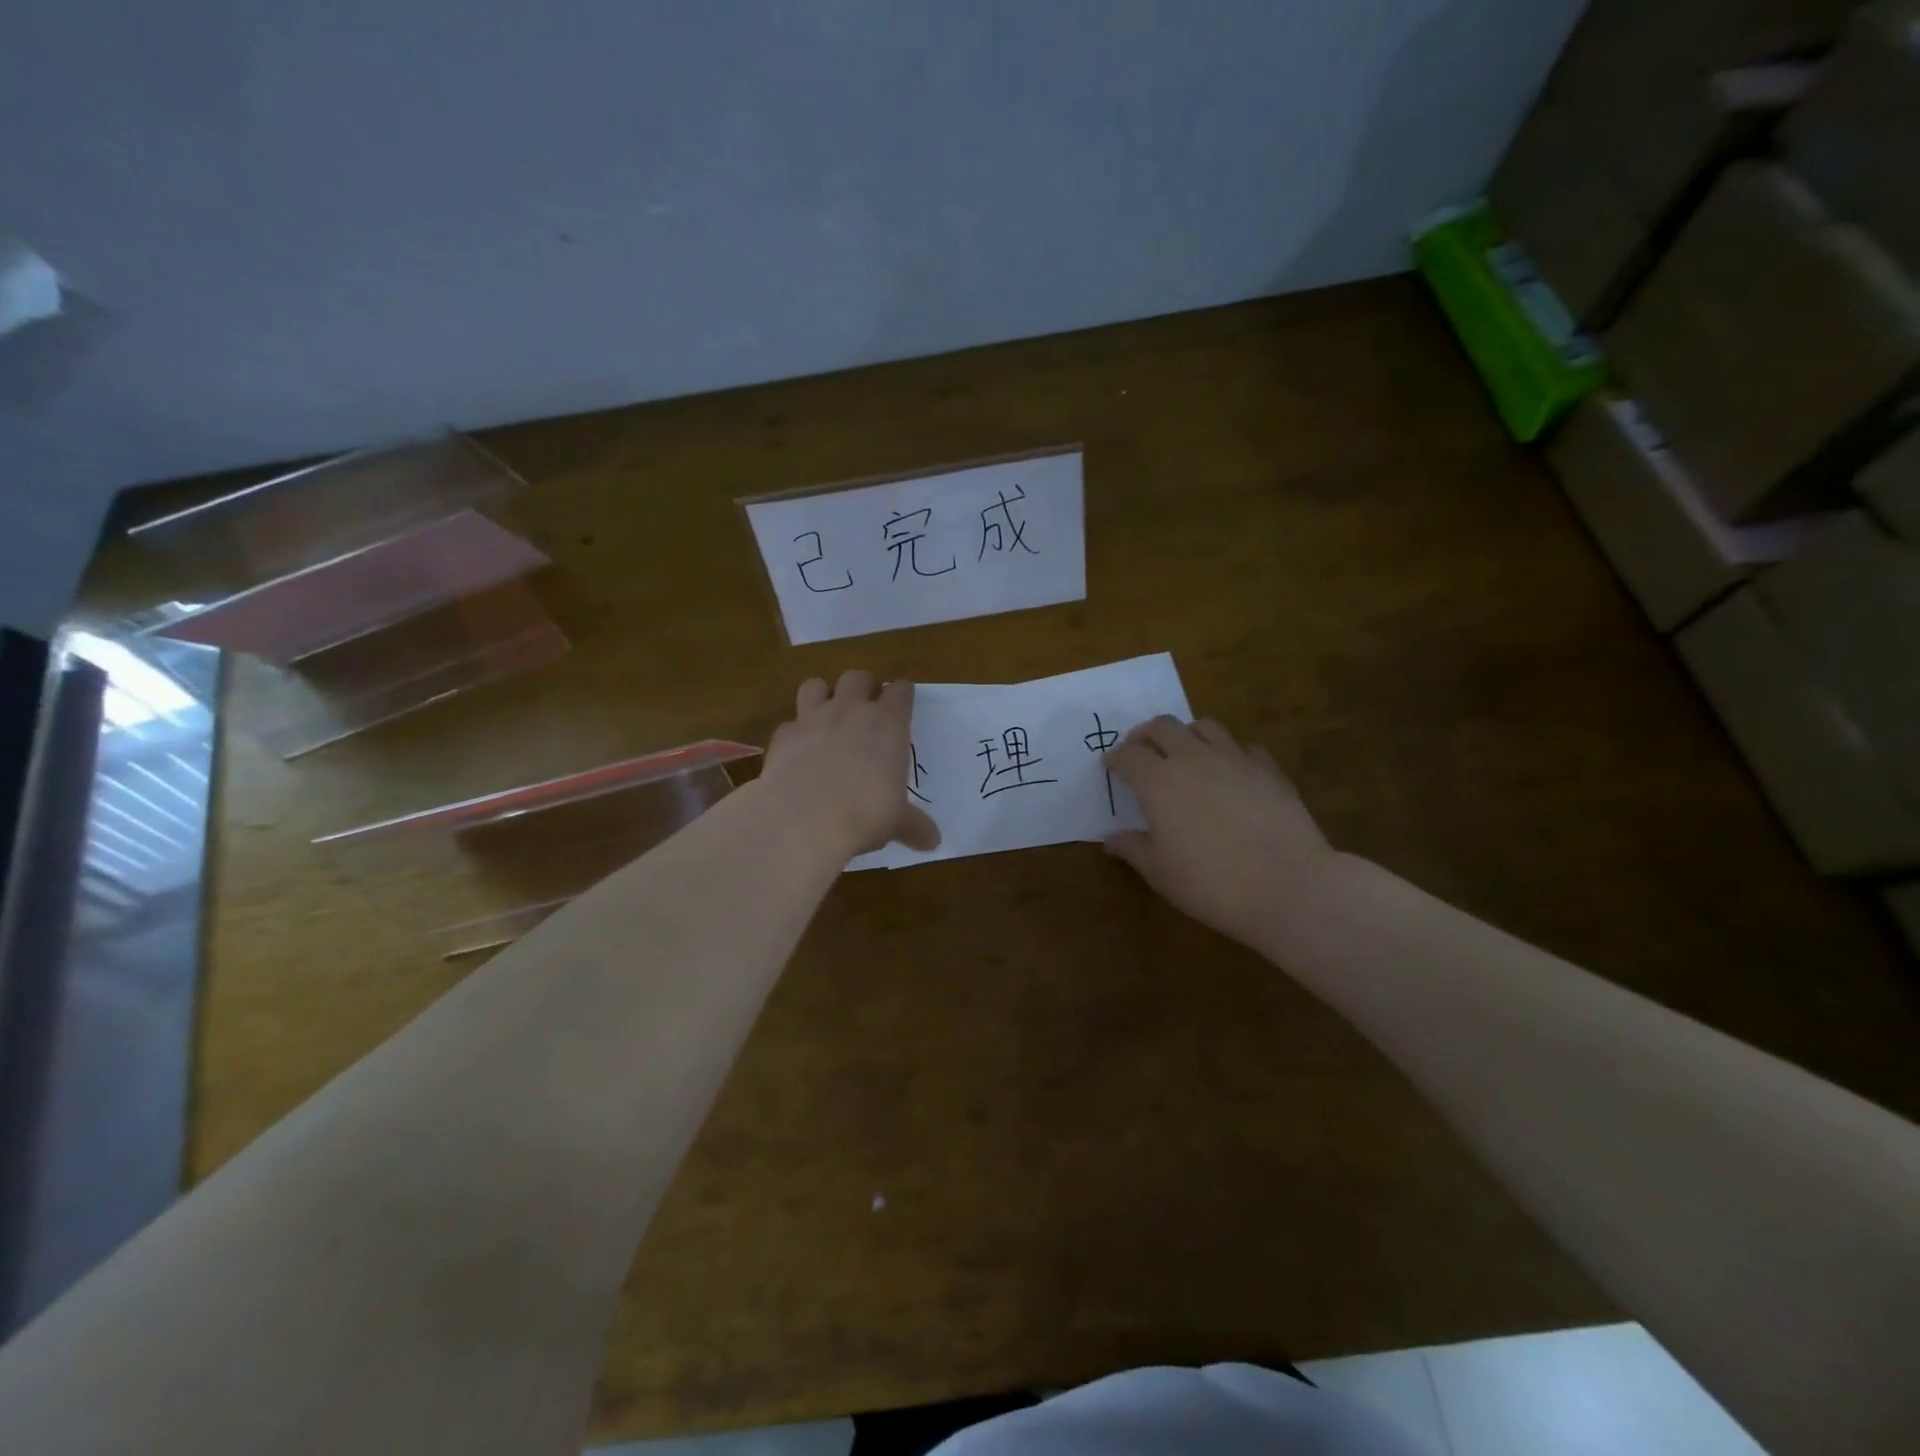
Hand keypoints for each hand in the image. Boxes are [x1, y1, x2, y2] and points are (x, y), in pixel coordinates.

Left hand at [762, 670, 939, 858]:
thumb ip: (914, 826)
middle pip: (858, 677)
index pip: (900, 691)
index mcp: (888, 724)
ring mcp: (813, 719)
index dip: (901, 693)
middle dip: (863, 687)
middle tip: (866, 707)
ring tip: (827, 716)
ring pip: (816, 685)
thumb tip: (934, 842)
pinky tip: (798, 751)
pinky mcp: (782, 736)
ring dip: (823, 695)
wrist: (804, 818)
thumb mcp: (896, 822)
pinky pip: (789, 723)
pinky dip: (795, 733)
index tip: (903, 700)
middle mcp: (850, 711)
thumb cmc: (865, 813)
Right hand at [1104, 715, 1341, 949]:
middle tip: (1140, 750)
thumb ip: (1132, 848)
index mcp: (1158, 782)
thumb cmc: (1210, 883)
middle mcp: (1193, 759)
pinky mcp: (1269, 769)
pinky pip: (1244, 747)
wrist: (1288, 887)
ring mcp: (1235, 759)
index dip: (1115, 759)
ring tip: (1184, 751)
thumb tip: (1111, 838)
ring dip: (1186, 733)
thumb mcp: (1160, 872)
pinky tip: (1230, 771)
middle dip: (1145, 735)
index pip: (1128, 756)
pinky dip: (1229, 752)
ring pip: (1204, 726)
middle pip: (1163, 727)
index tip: (1110, 766)